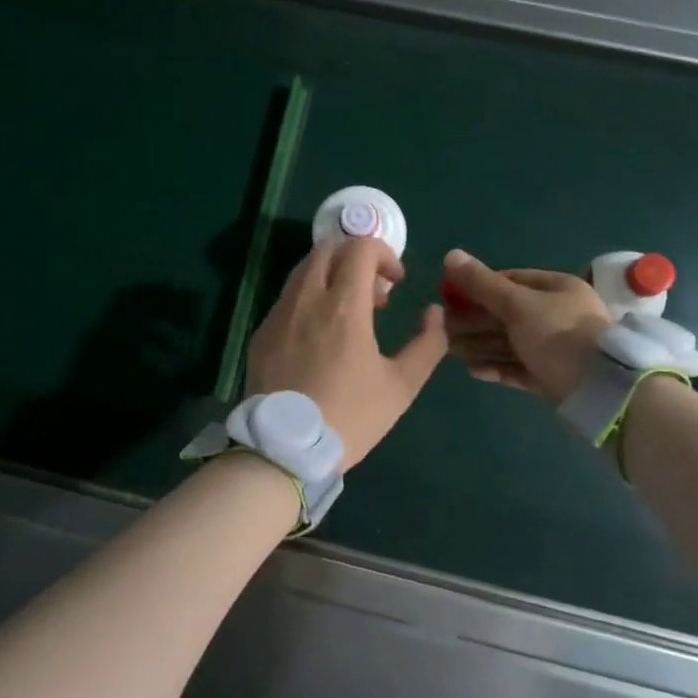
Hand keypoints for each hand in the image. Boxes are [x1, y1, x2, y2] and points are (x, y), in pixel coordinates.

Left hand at [247, 236, 448, 469]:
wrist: (283, 450)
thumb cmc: (349, 416)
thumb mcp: (401, 386)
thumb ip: (427, 344)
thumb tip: (435, 313)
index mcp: (343, 305)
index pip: (360, 248)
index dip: (384, 254)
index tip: (396, 282)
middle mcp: (307, 298)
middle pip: (328, 248)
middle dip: (356, 258)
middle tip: (374, 294)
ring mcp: (279, 314)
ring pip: (304, 269)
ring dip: (331, 275)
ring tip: (349, 313)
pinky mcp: (262, 332)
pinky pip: (288, 297)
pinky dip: (310, 298)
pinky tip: (320, 335)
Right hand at [440, 249, 613, 402]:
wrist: (600, 391)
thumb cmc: (558, 335)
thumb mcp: (517, 305)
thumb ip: (482, 284)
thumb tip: (450, 255)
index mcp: (557, 289)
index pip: (512, 279)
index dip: (479, 286)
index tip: (450, 295)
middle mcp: (559, 315)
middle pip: (508, 313)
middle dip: (474, 319)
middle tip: (441, 327)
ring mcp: (557, 349)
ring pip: (511, 342)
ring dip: (480, 344)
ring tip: (448, 350)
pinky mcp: (554, 378)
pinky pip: (519, 368)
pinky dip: (496, 367)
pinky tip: (471, 370)